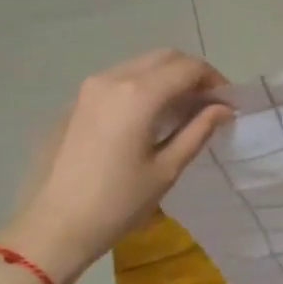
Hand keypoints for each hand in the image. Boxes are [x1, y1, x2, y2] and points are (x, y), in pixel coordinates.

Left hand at [0, 49, 232, 283]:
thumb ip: (198, 131)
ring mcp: (90, 88)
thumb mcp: (166, 169)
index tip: (229, 103)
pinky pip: (119, 80)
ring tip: (183, 111)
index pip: (188, 68)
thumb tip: (223, 109)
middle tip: (210, 103)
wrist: (53, 226)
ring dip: (167, 78)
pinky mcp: (77, 102)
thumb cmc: (118, 203)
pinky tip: (150, 118)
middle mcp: (113, 79)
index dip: (215, 80)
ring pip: (140, 66)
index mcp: (139, 95)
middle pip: (164, 58)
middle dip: (192, 73)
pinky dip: (143, 87)